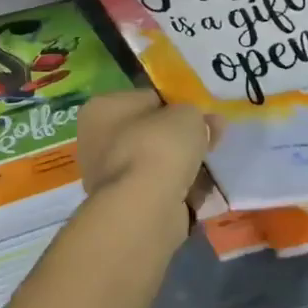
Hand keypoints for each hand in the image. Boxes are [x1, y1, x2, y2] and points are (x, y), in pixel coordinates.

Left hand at [76, 90, 212, 246]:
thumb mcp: (187, 115)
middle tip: (211, 140)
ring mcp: (107, 175)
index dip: (176, 105)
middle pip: (150, 132)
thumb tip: (209, 123)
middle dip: (181, 138)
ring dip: (181, 166)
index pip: (146, 98)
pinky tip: (198, 193)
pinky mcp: (123, 205)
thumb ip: (197, 115)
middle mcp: (96, 140)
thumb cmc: (158, 147)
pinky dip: (177, 191)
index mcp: (102, 108)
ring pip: (155, 163)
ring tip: (208, 169)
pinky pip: (157, 189)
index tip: (200, 116)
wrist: (144, 208)